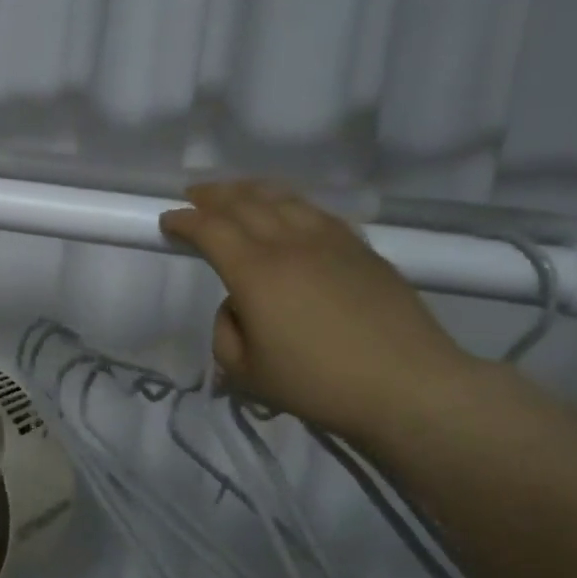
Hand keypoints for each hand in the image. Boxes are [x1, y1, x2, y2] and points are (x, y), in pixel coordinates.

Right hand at [160, 182, 475, 439]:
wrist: (409, 386)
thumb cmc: (319, 385)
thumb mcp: (247, 373)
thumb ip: (226, 332)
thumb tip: (238, 305)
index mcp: (255, 272)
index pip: (210, 230)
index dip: (184, 221)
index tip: (168, 221)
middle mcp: (289, 244)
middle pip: (245, 203)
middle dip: (213, 195)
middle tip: (194, 194)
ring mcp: (331, 241)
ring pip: (284, 199)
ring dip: (251, 190)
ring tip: (235, 192)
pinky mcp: (362, 249)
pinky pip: (317, 212)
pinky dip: (291, 204)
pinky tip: (288, 211)